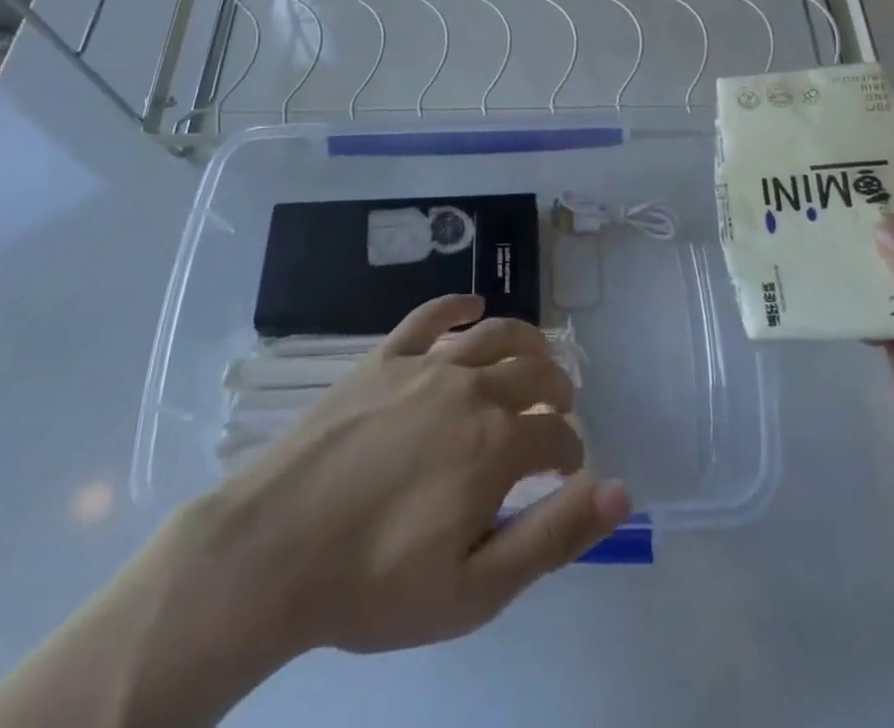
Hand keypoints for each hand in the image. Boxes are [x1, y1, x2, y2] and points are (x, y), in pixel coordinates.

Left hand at [0, 296, 630, 727]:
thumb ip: (553, 536)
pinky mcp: (384, 356)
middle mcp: (471, 388)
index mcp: (498, 444)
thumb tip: (618, 490)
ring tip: (535, 355)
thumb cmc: (377, 583)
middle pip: (535, 370)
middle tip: (557, 410)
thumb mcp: (476, 588)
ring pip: (494, 333)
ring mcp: (425, 365)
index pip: (559, 434)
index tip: (566, 472)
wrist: (275, 550)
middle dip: (558, 389)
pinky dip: (457, 305)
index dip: (571, 452)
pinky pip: (430, 315)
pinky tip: (472, 306)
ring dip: (525, 340)